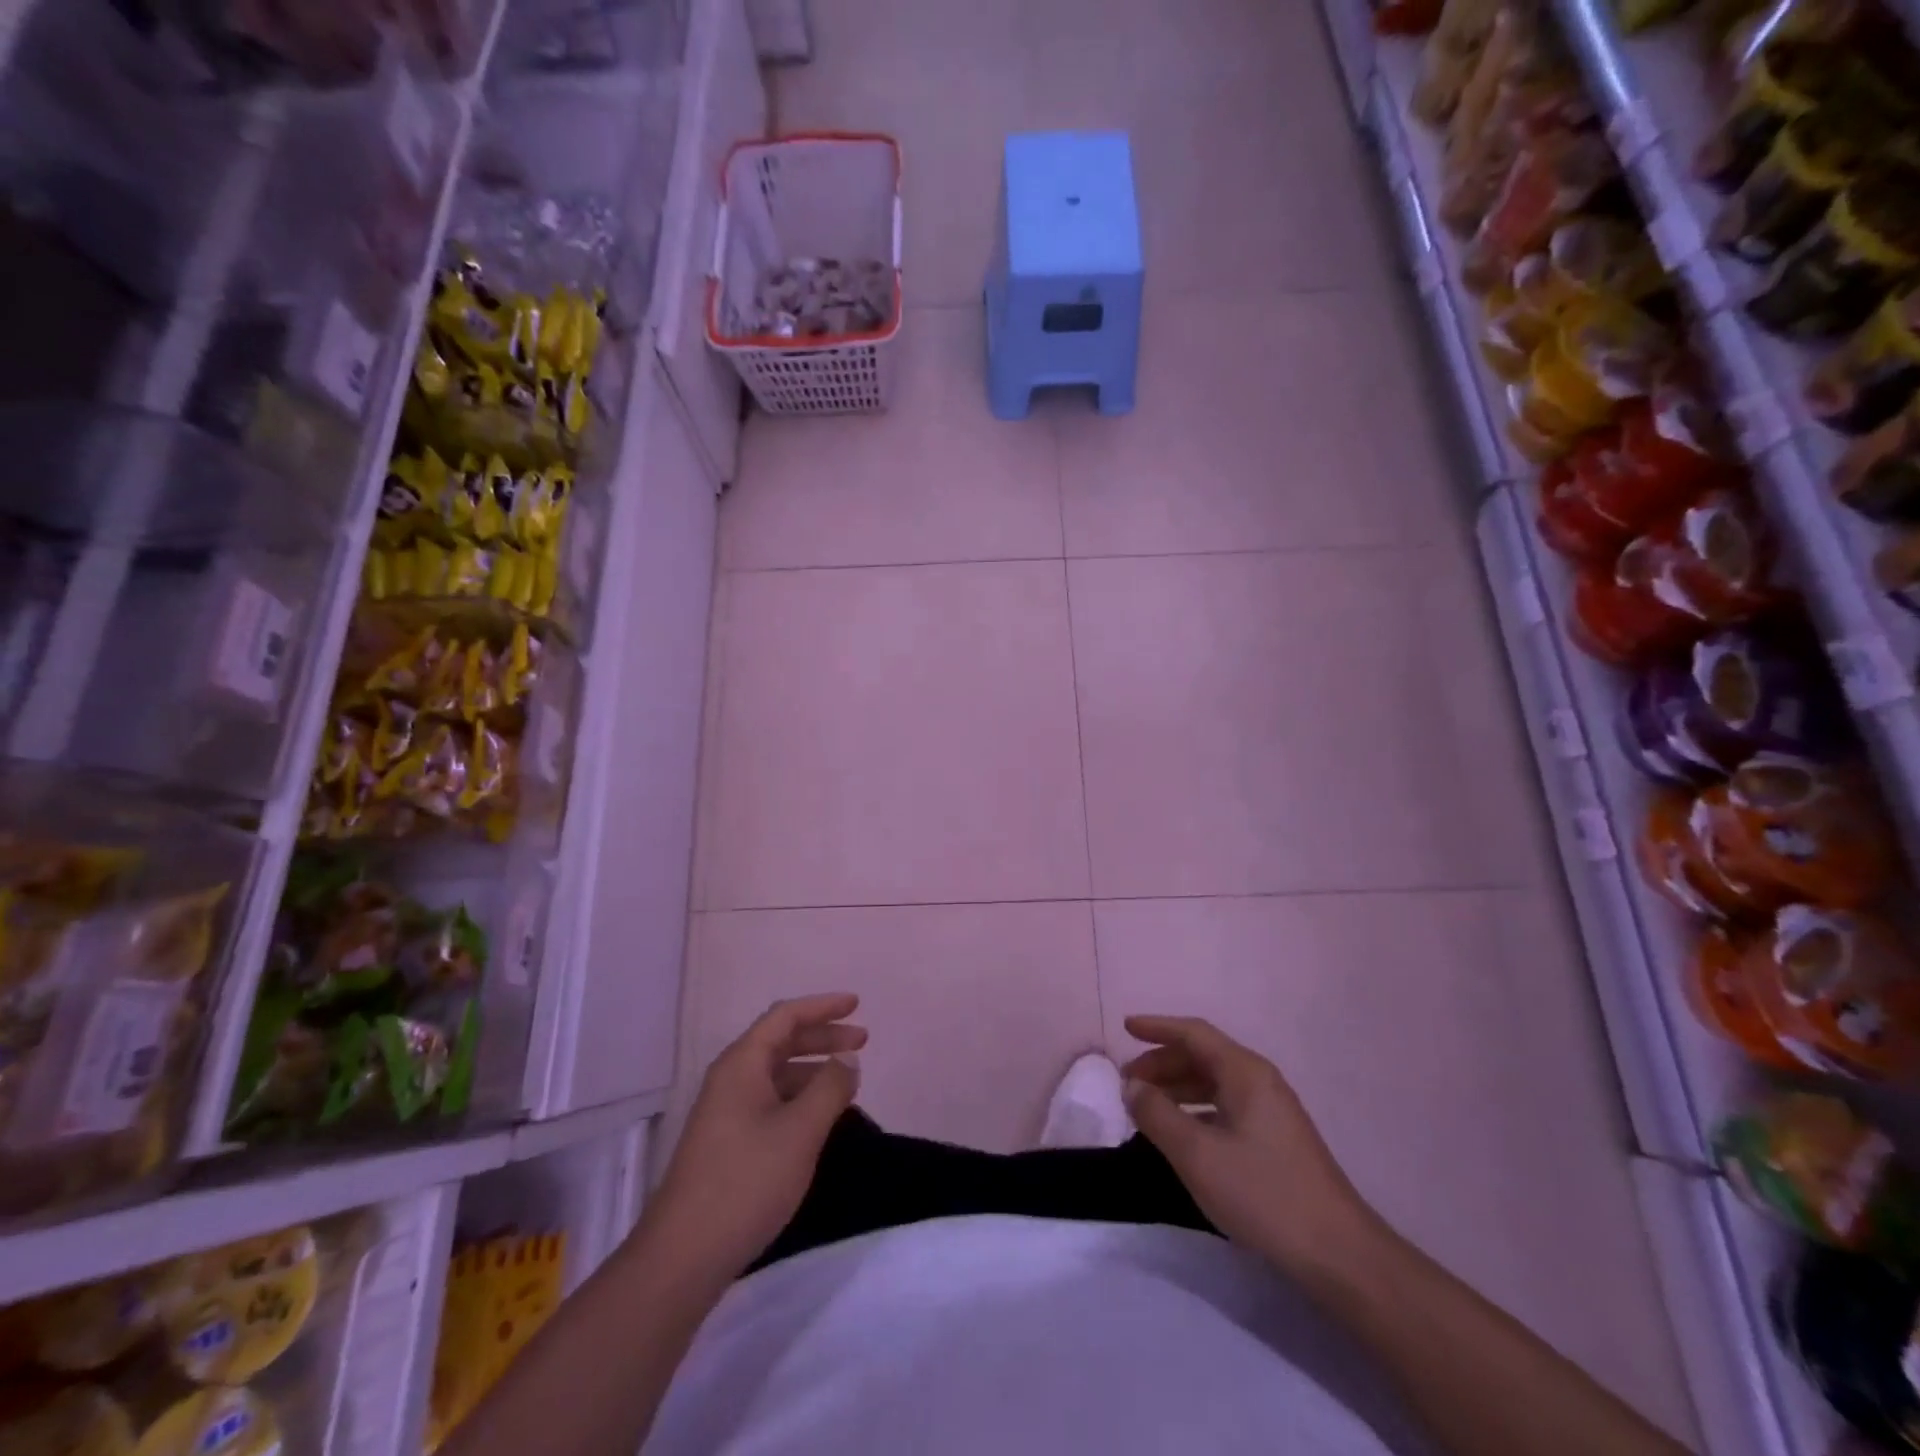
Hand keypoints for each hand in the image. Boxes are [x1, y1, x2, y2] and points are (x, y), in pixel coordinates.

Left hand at [642, 993, 865, 1282]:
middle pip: (781, 1041)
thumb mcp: (800, 1131)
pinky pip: (770, 1100)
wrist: (683, 1257)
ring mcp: (725, 1111)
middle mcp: (731, 1079)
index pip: (785, 1016)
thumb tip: (847, 1057)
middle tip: (863, 1041)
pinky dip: (799, 1096)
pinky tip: (819, 1116)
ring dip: (813, 1068)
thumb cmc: (746, 1182)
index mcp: (742, 1064)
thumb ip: (830, 1087)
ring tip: (847, 1081)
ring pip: (776, 1073)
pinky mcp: (727, 1142)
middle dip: (822, 1036)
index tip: (857, 1005)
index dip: (823, 1006)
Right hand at [1121, 1015, 1381, 1279]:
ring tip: (1146, 1107)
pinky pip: (1225, 1107)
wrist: (1339, 1254)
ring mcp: (1271, 1111)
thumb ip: (1157, 1114)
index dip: (1157, 1027)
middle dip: (1162, 1063)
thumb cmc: (1263, 1194)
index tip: (1125, 1028)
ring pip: (1214, 1083)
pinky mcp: (1276, 1140)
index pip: (1193, 1033)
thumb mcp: (1197, 1154)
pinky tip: (1181, 1134)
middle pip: (1203, 1056)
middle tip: (1128, 1082)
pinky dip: (1195, 1110)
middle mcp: (1259, 1081)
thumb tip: (1132, 1087)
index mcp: (1244, 1072)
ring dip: (1177, 1088)